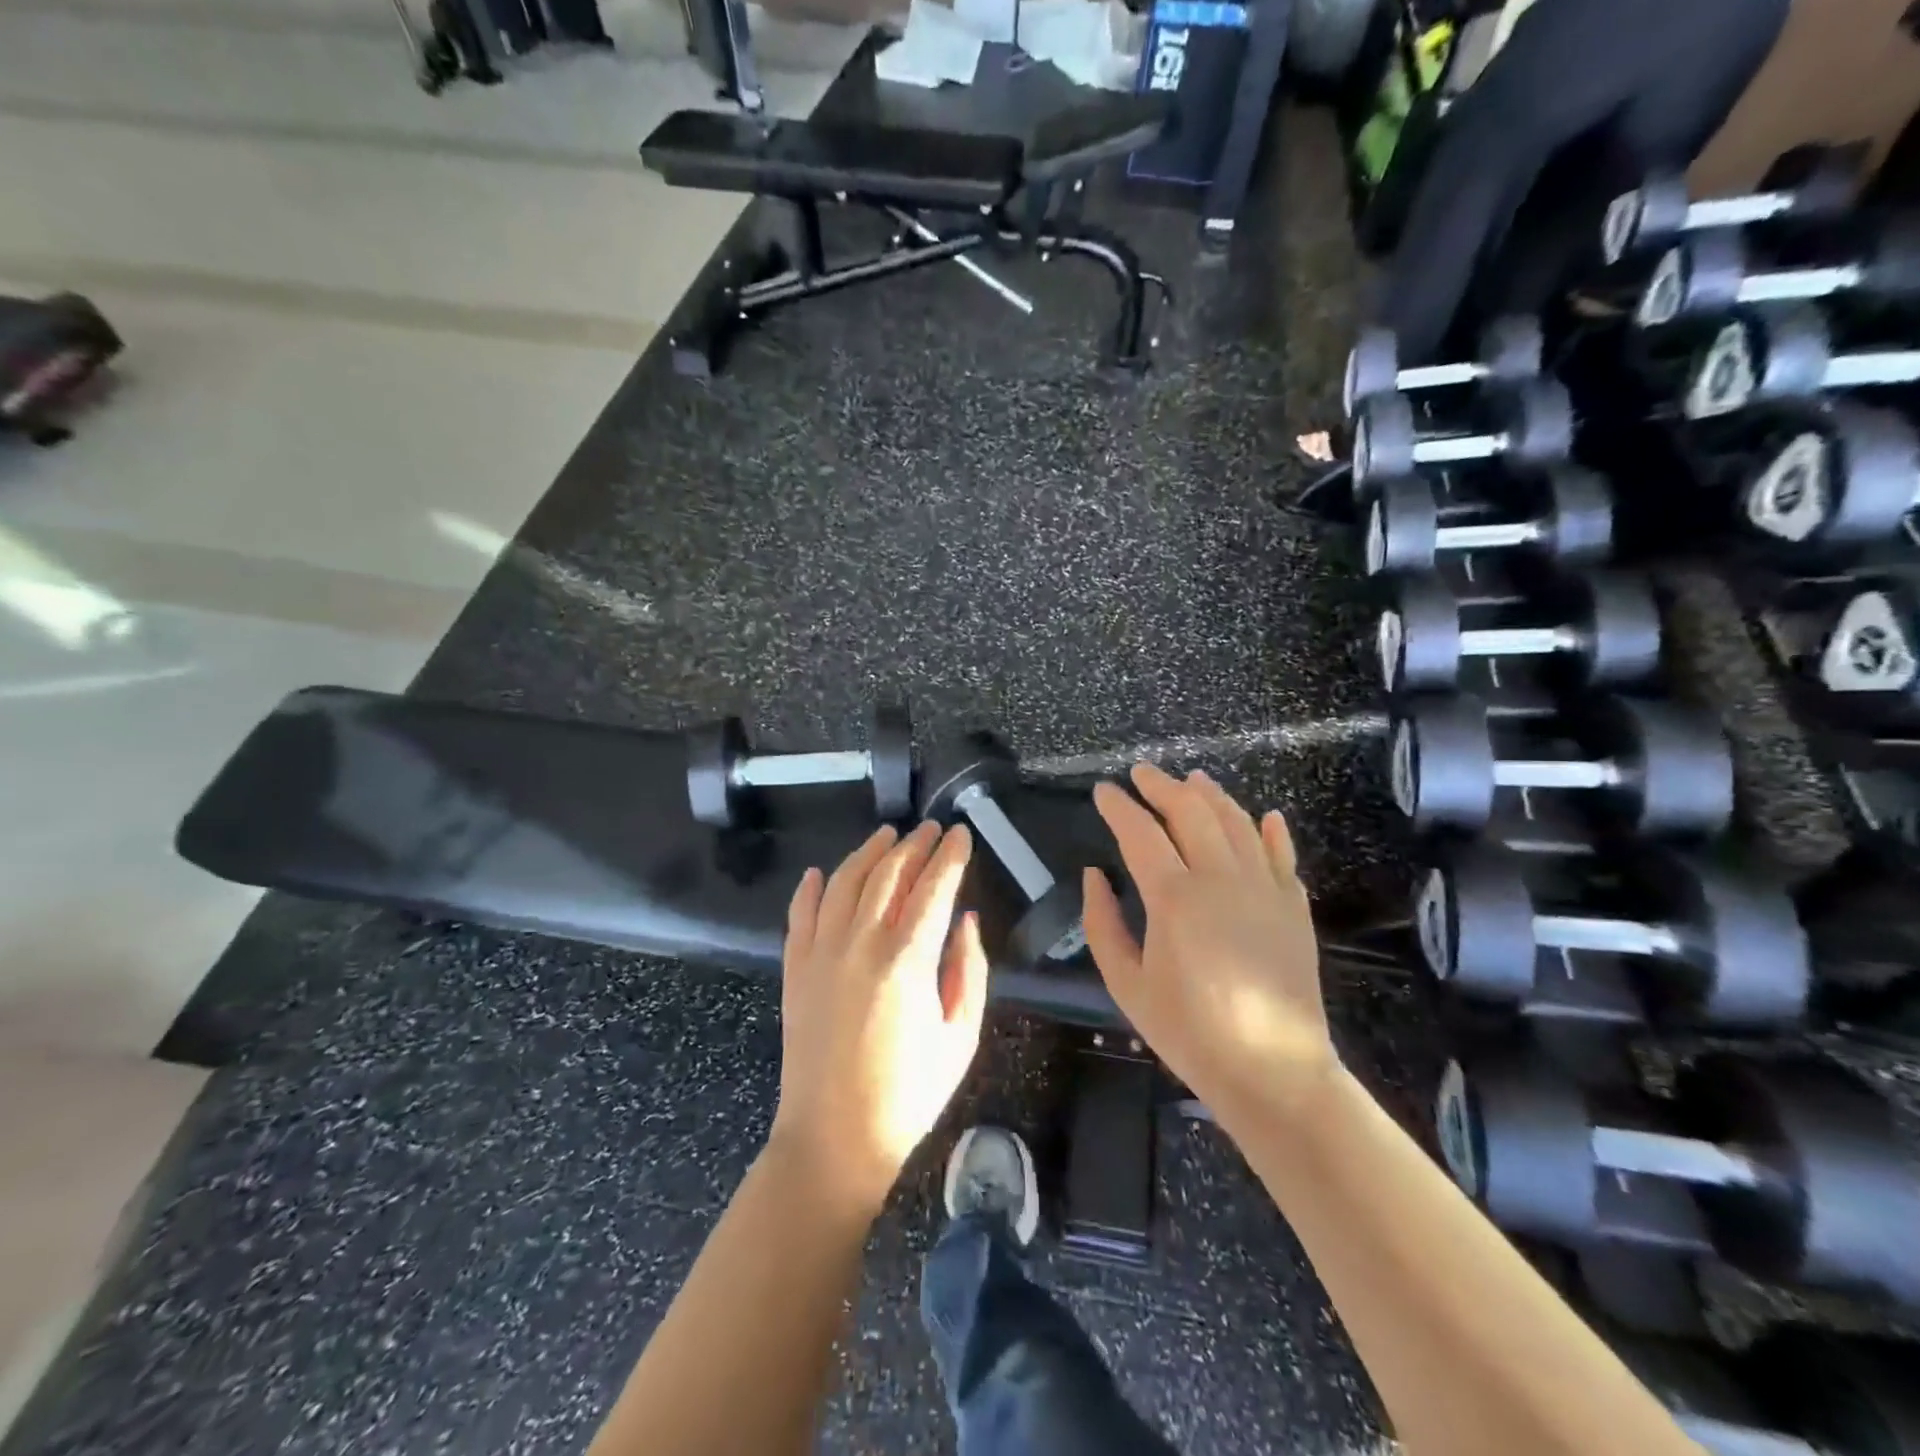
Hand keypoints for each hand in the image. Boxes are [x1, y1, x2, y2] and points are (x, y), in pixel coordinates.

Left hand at [771, 822, 988, 1208]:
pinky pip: (801, 914)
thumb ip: (968, 971)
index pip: (933, 887)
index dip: (950, 855)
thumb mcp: (960, 1038)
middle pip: (888, 874)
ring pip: (844, 882)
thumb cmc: (909, 1095)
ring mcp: (821, 954)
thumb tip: (966, 920)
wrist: (835, 1140)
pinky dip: (811, 888)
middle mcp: (861, 944)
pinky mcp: (795, 970)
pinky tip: (821, 872)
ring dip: (868, 853)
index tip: (960, 833)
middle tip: (929, 828)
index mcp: (908, 961)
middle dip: (913, 845)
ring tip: (886, 835)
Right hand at [1081, 764, 1334, 1119]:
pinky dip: (1271, 830)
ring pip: (1237, 822)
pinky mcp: (1294, 906)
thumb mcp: (1127, 984)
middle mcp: (1221, 879)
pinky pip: (1282, 853)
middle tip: (1142, 774)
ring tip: (1192, 779)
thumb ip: (1103, 923)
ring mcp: (1265, 888)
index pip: (1140, 832)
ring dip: (1211, 795)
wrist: (1273, 1071)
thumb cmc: (1189, 1032)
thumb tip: (1094, 875)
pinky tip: (1265, 815)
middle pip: (1191, 811)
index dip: (1118, 807)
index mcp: (1175, 898)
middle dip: (1162, 786)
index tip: (1102, 790)